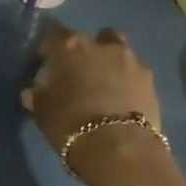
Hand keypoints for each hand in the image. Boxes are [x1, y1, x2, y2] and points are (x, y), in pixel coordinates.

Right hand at [21, 23, 168, 179]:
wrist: (119, 149)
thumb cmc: (70, 124)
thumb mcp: (43, 112)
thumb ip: (38, 96)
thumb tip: (33, 91)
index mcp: (70, 47)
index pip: (53, 36)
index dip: (48, 49)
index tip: (45, 64)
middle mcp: (102, 46)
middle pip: (94, 38)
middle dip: (89, 51)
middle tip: (80, 72)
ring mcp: (131, 61)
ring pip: (120, 53)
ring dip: (112, 64)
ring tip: (105, 87)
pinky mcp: (151, 82)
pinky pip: (135, 75)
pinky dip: (128, 83)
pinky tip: (122, 101)